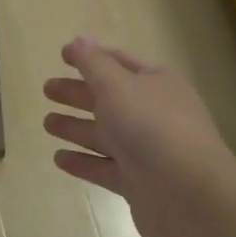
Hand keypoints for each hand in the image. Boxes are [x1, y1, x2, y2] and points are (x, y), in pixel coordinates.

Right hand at [42, 37, 235, 236]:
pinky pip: (103, 167)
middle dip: (78, 92)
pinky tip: (58, 158)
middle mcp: (152, 113)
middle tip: (47, 89)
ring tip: (46, 123)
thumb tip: (80, 40)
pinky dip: (82, 162)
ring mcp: (145, 150)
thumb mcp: (118, 86)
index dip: (91, 56)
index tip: (62, 55)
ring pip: (104, 134)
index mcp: (155, 83)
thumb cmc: (151, 127)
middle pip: (108, 98)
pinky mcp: (137, 183)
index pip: (119, 62)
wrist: (189, 195)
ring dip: (75, 127)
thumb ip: (95, 64)